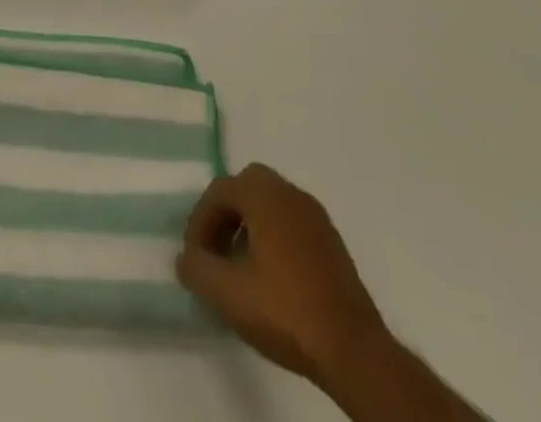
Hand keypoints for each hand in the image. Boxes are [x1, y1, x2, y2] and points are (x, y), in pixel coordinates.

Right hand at [177, 165, 391, 389]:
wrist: (354, 351)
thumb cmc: (285, 310)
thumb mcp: (227, 293)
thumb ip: (197, 268)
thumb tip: (186, 258)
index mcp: (265, 194)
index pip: (219, 192)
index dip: (200, 222)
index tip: (195, 258)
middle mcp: (291, 193)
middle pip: (246, 188)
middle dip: (225, 215)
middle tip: (215, 250)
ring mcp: (316, 218)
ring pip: (271, 206)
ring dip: (249, 227)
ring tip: (239, 267)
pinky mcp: (333, 244)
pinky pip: (291, 225)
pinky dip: (273, 239)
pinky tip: (271, 278)